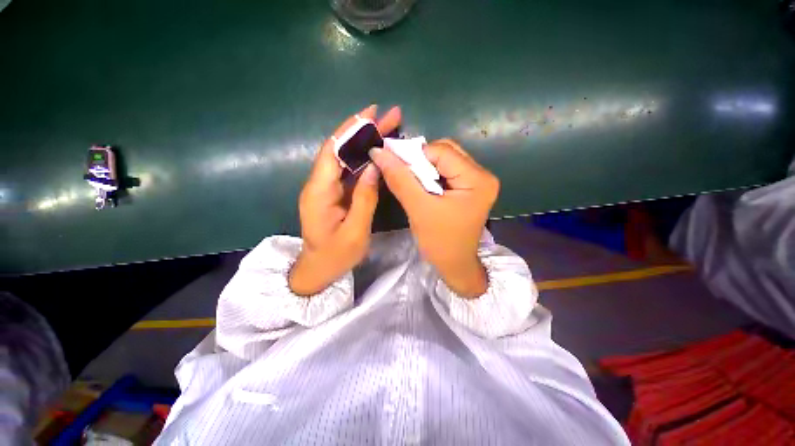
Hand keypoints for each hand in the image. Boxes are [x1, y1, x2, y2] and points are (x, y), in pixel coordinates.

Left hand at [289, 105, 400, 295]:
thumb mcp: (355, 231)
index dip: (351, 130)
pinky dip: (366, 159)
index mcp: (319, 191)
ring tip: (389, 129)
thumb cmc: (336, 255)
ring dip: (367, 142)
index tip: (371, 113)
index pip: (333, 150)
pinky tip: (380, 153)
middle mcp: (320, 184)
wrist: (319, 269)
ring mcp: (328, 188)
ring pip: (347, 158)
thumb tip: (375, 167)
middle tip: (389, 116)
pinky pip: (351, 171)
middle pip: (341, 149)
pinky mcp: (336, 193)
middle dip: (364, 131)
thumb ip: (365, 198)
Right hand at [369, 139, 499, 297]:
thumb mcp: (418, 209)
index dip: (414, 153)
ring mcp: (478, 181)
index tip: (391, 160)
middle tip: (400, 170)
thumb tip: (379, 152)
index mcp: (477, 180)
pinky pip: (447, 171)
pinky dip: (430, 174)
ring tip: (409, 178)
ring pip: (445, 160)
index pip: (442, 151)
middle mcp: (482, 175)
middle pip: (446, 152)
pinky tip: (420, 184)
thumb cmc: (439, 242)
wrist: (454, 265)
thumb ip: (400, 179)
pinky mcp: (470, 188)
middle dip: (420, 159)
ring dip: (423, 167)